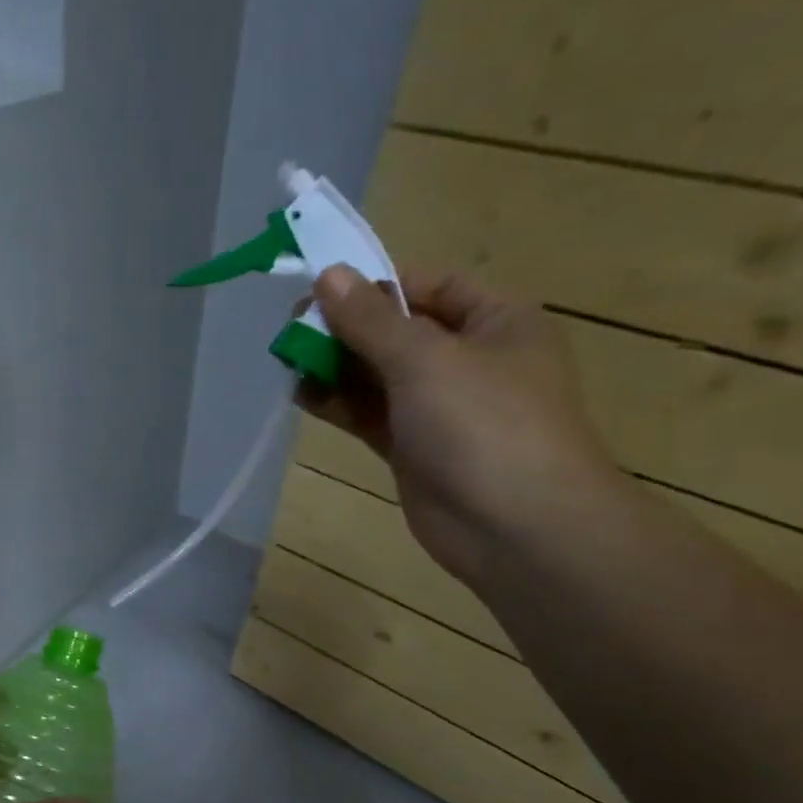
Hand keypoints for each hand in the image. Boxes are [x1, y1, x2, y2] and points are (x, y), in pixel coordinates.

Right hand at [298, 265, 621, 585]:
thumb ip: (370, 319)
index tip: (321, 291)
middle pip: (398, 330)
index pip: (430, 285)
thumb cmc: (483, 425)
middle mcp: (469, 359)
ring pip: (378, 375)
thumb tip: (328, 274)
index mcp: (495, 321)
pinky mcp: (413, 448)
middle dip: (346, 327)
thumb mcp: (425, 358)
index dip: (376, 284)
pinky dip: (338, 403)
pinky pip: (370, 414)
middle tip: (291, 328)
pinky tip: (300, 393)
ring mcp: (440, 408)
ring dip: (335, 365)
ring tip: (286, 358)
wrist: (516, 528)